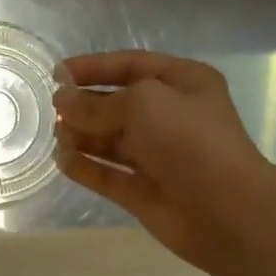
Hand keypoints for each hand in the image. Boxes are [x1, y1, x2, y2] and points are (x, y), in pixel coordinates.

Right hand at [54, 50, 271, 266]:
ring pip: (111, 142)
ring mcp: (156, 157)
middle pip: (119, 105)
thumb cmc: (189, 141)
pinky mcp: (143, 192)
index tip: (56, 73)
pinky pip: (108, 175)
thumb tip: (62, 102)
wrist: (223, 209)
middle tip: (52, 109)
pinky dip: (86, 168)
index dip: (94, 67)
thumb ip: (98, 104)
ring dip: (83, 136)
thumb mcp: (143, 104)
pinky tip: (62, 161)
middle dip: (86, 105)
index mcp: (183, 83)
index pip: (132, 66)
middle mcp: (170, 118)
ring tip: (57, 136)